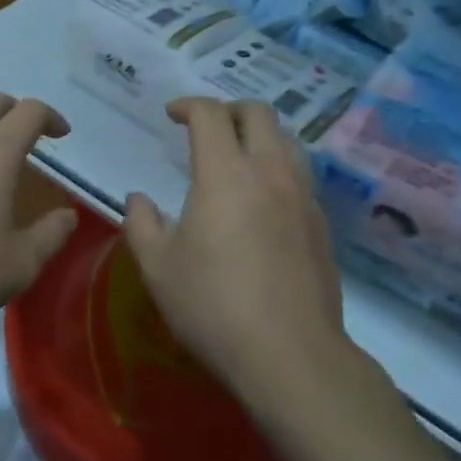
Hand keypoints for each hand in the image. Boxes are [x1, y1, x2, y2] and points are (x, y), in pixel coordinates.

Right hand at [123, 98, 349, 413]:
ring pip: (287, 139)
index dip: (188, 105)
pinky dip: (277, 168)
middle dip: (229, 109)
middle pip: (258, 112)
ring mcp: (302, 195)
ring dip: (259, 135)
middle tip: (206, 128)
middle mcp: (269, 171)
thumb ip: (142, 224)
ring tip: (238, 157)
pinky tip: (262, 201)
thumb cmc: (214, 306)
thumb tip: (139, 199)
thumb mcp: (159, 268)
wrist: (291, 355)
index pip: (210, 114)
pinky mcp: (321, 223)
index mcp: (225, 173)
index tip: (171, 115)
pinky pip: (300, 174)